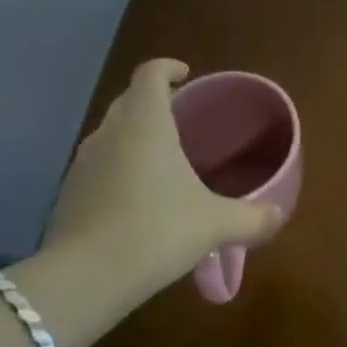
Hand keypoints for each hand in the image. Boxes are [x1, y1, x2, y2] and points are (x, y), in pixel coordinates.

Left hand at [35, 59, 279, 310]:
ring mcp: (83, 163)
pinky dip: (117, 168)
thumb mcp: (215, 224)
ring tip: (161, 159)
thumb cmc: (156, 231)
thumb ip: (251, 217)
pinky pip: (98, 166)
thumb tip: (277, 215)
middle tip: (181, 118)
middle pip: (128, 100)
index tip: (185, 76)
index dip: (167, 68)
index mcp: (145, 123)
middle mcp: (110, 133)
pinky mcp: (69, 193)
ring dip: (133, 136)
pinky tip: (137, 198)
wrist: (85, 278)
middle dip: (153, 101)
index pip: (150, 73)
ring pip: (110, 133)